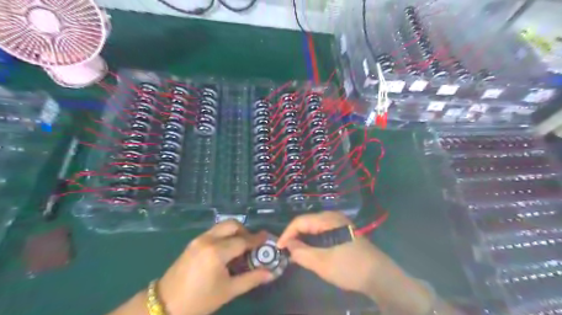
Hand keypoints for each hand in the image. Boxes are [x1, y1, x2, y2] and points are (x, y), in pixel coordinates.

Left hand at [157, 220, 273, 314]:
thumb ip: (251, 279)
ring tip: (240, 247)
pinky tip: (226, 250)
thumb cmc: (199, 300)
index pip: (242, 241)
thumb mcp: (228, 291)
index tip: (267, 238)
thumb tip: (271, 273)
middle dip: (245, 231)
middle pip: (232, 225)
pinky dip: (224, 235)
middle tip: (252, 244)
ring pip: (222, 226)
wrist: (165, 305)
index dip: (256, 240)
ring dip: (234, 232)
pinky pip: (214, 232)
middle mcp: (208, 240)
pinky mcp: (193, 242)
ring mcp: (199, 239)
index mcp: (217, 252)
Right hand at [276, 212, 390, 295]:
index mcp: (327, 219)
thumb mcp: (322, 263)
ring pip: (314, 227)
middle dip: (294, 236)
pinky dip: (313, 240)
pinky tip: (310, 250)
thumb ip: (301, 253)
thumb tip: (288, 246)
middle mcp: (332, 216)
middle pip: (307, 222)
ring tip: (295, 252)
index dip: (287, 234)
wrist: (379, 276)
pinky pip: (322, 232)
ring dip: (303, 239)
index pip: (300, 221)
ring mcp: (339, 223)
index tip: (278, 248)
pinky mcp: (343, 231)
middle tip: (286, 251)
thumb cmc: (349, 267)